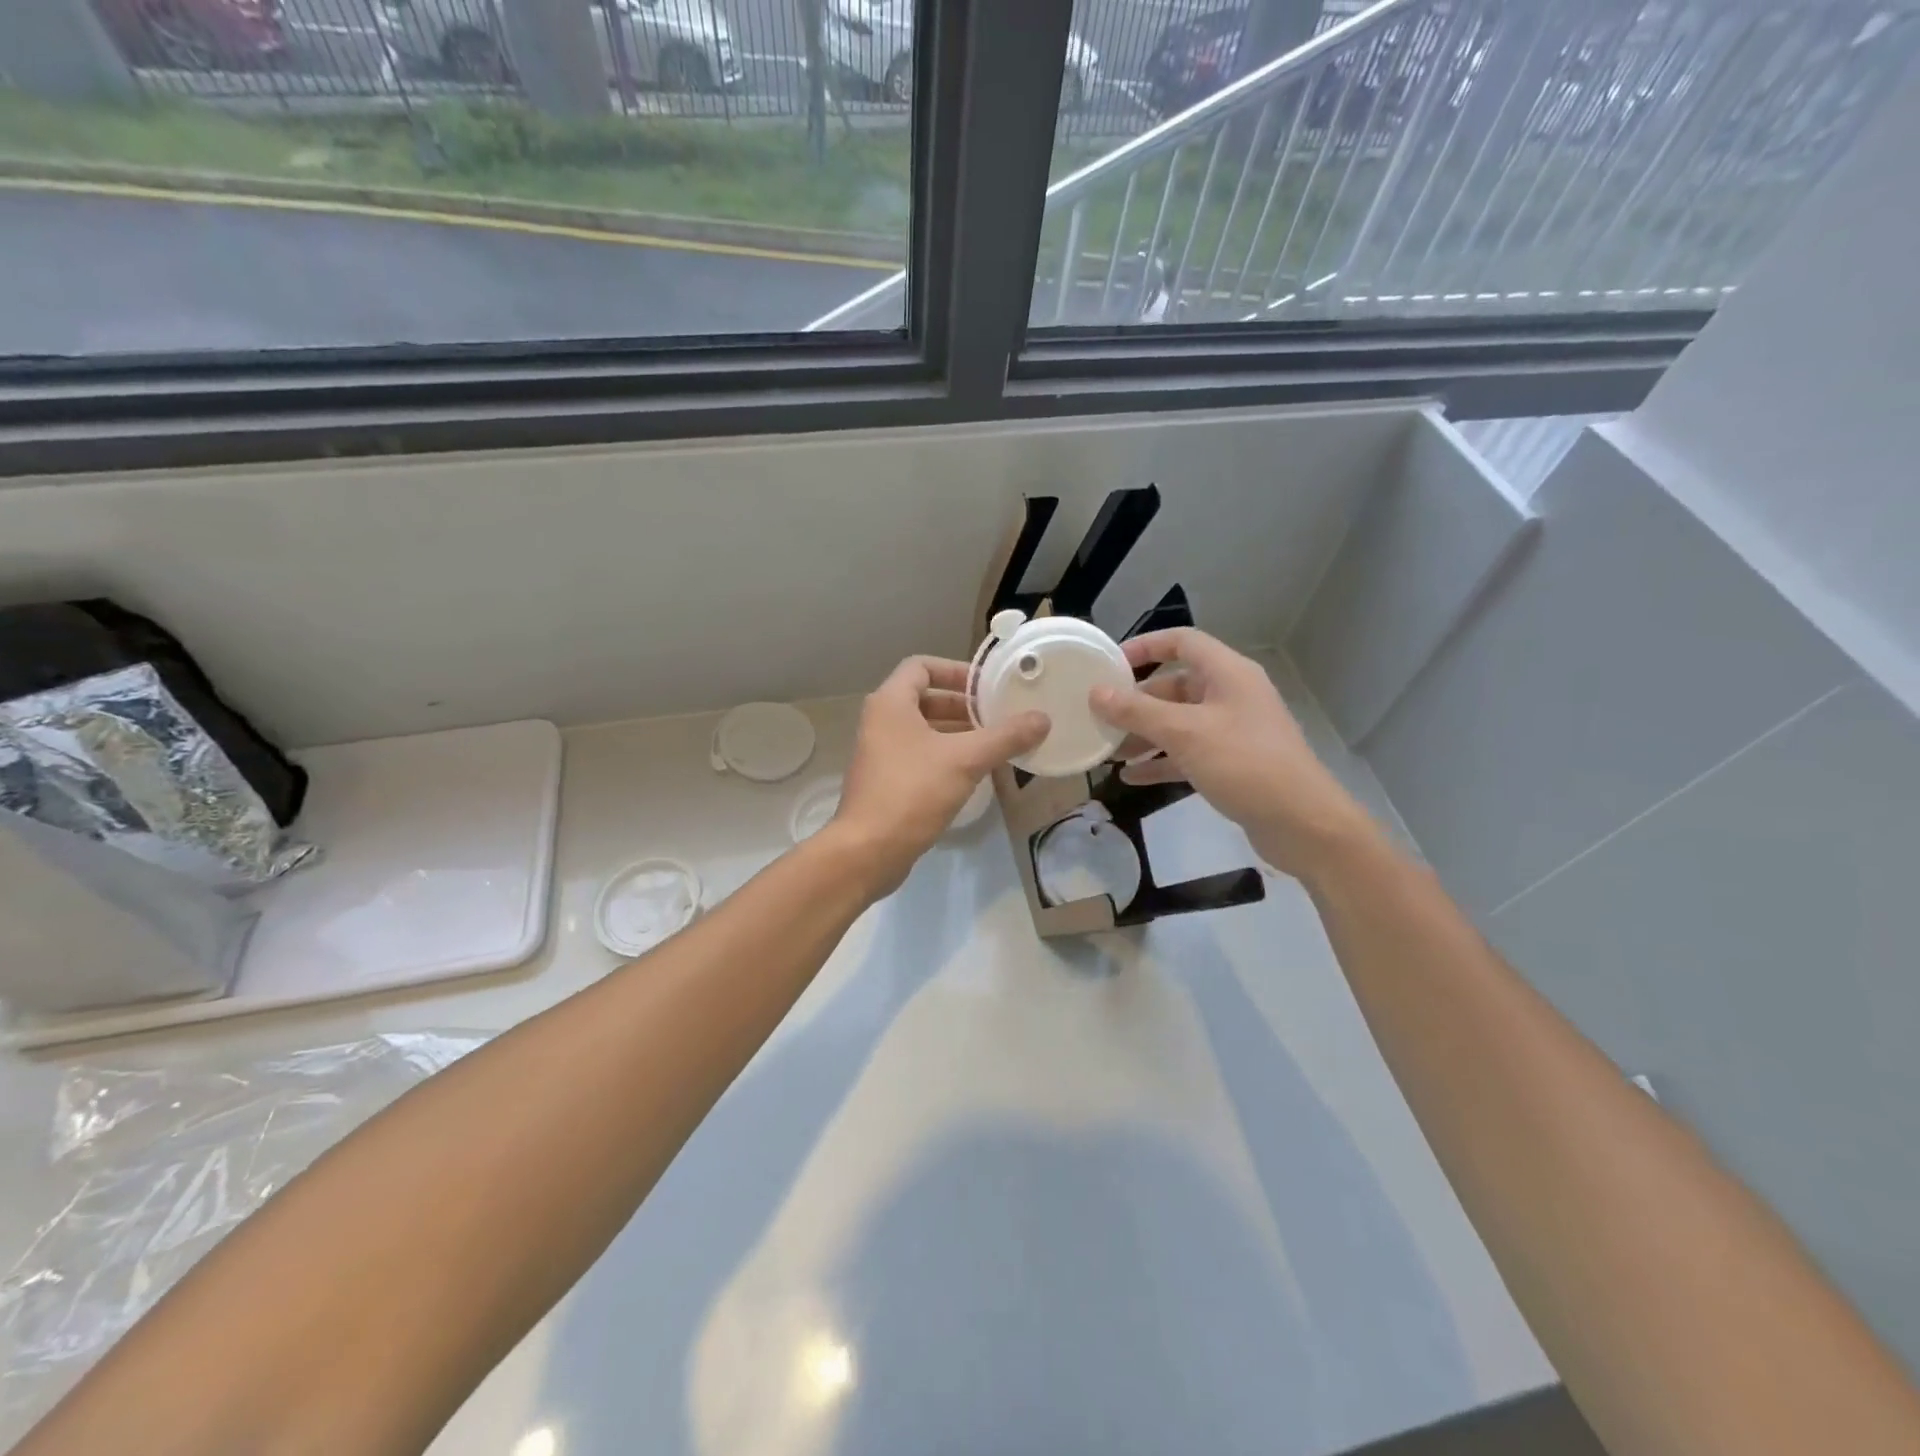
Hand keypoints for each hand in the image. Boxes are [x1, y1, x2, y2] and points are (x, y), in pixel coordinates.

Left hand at [829, 656, 1047, 893]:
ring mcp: (881, 752)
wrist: (868, 850)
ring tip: (995, 743)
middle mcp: (881, 721)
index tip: (986, 686)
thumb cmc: (912, 792)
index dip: (955, 671)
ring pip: (924, 729)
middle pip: (925, 698)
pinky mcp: (886, 781)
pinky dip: (946, 756)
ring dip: (958, 732)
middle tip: (997, 716)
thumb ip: (1005, 737)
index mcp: (890, 703)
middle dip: (962, 706)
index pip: (921, 666)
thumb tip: (1043, 719)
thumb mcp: (965, 760)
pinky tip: (975, 772)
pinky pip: (920, 755)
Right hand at [1088, 628, 1375, 878]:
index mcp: (1227, 673)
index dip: (1145, 646)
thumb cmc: (1244, 763)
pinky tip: (1131, 778)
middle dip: (1136, 702)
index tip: (1109, 663)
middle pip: (1175, 686)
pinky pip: (1188, 754)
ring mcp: (1233, 731)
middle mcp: (1231, 695)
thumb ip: (1137, 711)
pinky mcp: (1232, 764)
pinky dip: (1161, 762)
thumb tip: (1096, 692)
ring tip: (1109, 752)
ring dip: (1144, 735)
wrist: (1302, 823)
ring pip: (1178, 723)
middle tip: (1100, 716)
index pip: (1182, 642)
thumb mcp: (1184, 733)